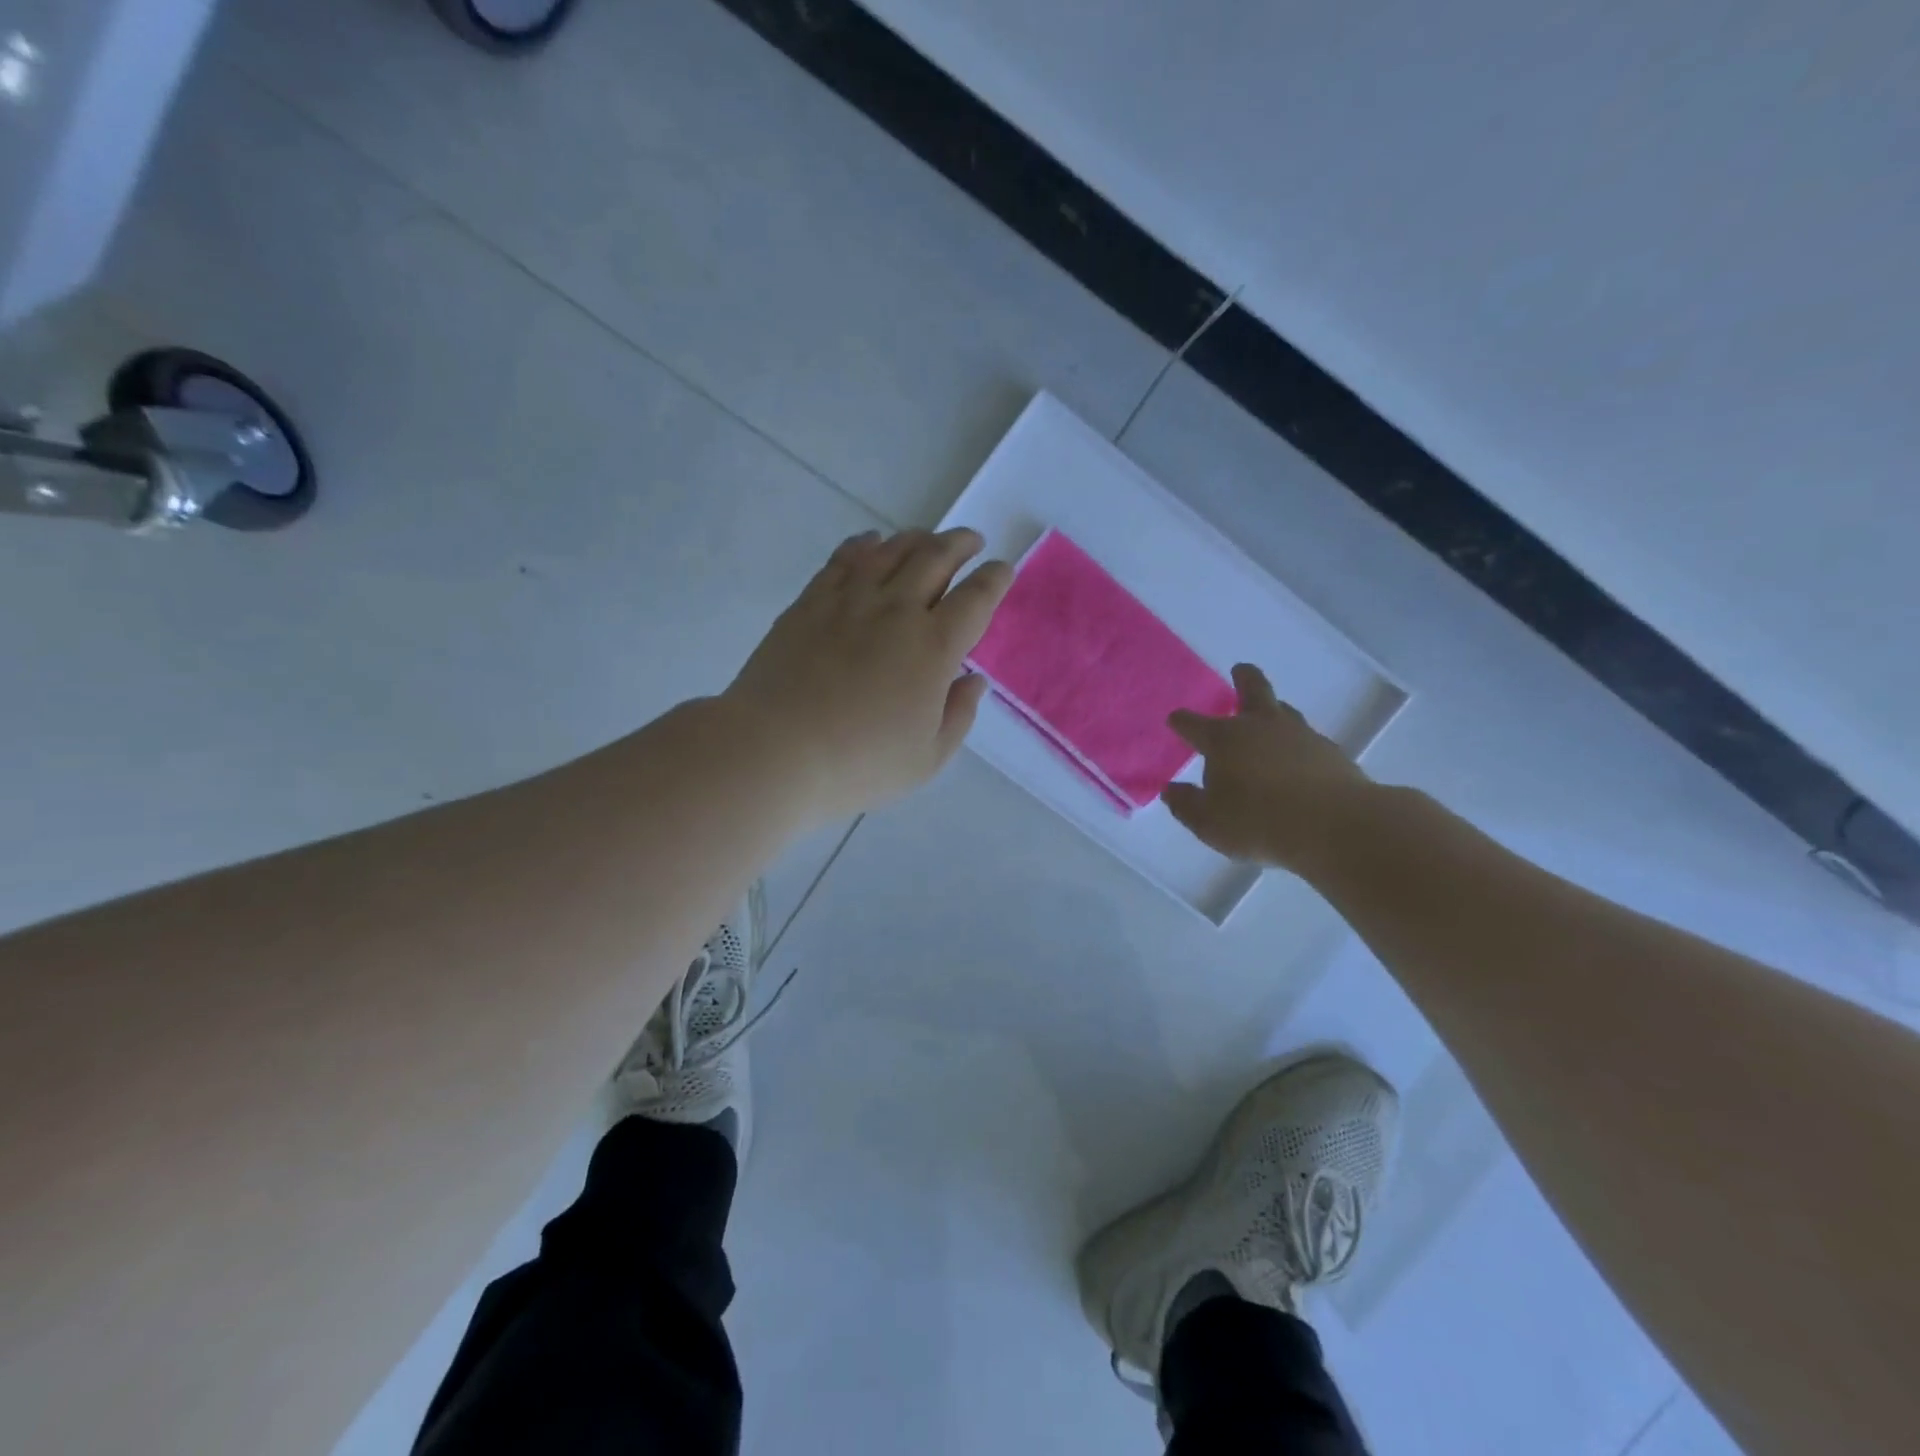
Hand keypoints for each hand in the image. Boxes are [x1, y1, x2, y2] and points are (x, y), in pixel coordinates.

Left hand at [723, 527, 1012, 820]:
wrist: (775, 750)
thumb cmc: (859, 764)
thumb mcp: (926, 759)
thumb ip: (958, 716)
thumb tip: (973, 680)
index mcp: (934, 647)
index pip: (975, 599)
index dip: (994, 579)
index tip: (1002, 570)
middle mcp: (896, 611)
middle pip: (935, 558)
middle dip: (960, 544)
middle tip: (971, 541)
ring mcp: (849, 601)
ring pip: (891, 551)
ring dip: (917, 539)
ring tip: (928, 539)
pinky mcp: (810, 603)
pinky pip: (844, 559)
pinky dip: (865, 545)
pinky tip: (871, 542)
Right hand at [1161, 664, 1376, 870]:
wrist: (1334, 825)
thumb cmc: (1258, 822)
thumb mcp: (1208, 822)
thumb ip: (1186, 805)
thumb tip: (1172, 790)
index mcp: (1223, 739)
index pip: (1193, 723)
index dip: (1181, 721)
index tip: (1175, 720)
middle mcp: (1260, 726)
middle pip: (1252, 689)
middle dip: (1243, 678)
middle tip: (1240, 670)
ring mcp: (1299, 735)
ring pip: (1283, 710)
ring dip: (1273, 709)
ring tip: (1270, 715)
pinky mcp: (1329, 752)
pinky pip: (1307, 738)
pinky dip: (1297, 743)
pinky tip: (1297, 758)